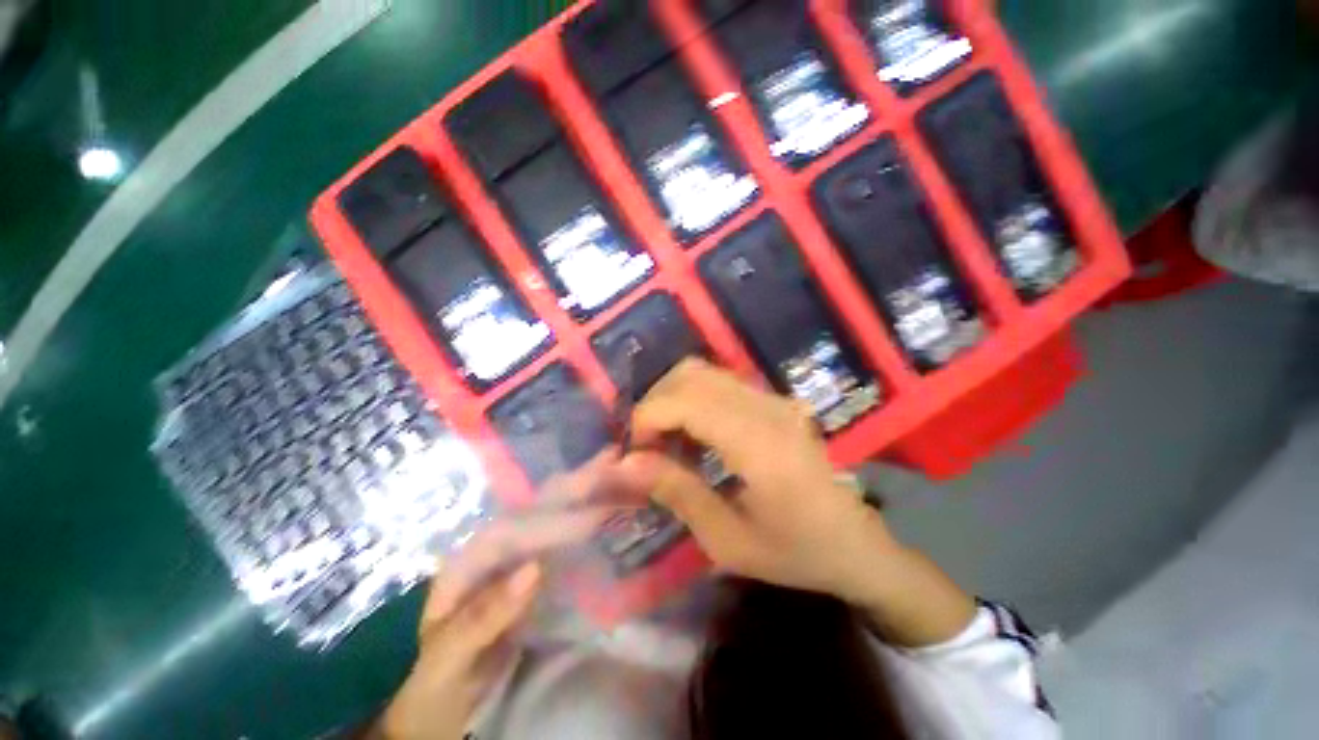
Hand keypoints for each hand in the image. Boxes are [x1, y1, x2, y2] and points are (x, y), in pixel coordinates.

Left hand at [379, 458, 627, 739]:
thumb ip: (483, 616)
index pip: (514, 526)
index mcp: (469, 558)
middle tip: (612, 458)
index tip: (593, 515)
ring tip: (617, 470)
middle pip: (537, 507)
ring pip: (554, 516)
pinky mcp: (536, 568)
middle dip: (574, 483)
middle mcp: (497, 546)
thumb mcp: (449, 656)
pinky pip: (564, 539)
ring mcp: (519, 555)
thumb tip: (534, 569)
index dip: (554, 518)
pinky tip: (608, 505)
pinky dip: (586, 519)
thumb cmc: (439, 679)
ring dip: (585, 493)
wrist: (446, 701)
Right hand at [620, 359, 974, 645]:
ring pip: (703, 372)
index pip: (685, 401)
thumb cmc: (796, 552)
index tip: (634, 453)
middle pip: (690, 375)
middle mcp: (766, 407)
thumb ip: (676, 493)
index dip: (647, 418)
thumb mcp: (728, 540)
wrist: (857, 545)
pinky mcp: (775, 401)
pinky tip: (695, 436)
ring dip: (673, 399)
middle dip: (655, 404)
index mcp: (758, 443)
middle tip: (648, 447)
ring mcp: (774, 399)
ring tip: (668, 442)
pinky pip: (720, 383)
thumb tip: (627, 463)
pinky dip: (693, 399)